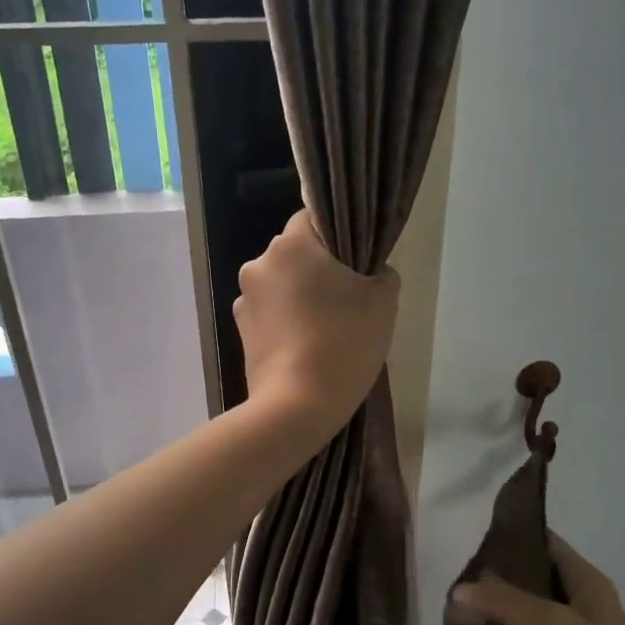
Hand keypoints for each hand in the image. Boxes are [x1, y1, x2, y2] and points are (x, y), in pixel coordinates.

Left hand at [234, 210, 399, 437]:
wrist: (297, 405)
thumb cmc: (344, 342)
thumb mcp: (384, 300)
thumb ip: (380, 272)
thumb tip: (369, 272)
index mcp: (291, 244)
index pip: (313, 219)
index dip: (337, 237)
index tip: (355, 262)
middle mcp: (259, 263)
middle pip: (295, 253)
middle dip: (318, 268)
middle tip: (347, 299)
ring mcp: (244, 299)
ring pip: (281, 285)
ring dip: (299, 296)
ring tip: (325, 328)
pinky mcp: (240, 331)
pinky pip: (270, 313)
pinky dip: (286, 321)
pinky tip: (305, 345)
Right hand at [452, 536, 624, 624]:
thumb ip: (505, 602)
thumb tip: (457, 590)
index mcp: (589, 586)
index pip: (546, 544)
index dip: (513, 536)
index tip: (470, 535)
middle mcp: (577, 610)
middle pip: (528, 581)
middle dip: (492, 579)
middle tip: (450, 577)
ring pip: (518, 619)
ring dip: (490, 616)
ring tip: (449, 609)